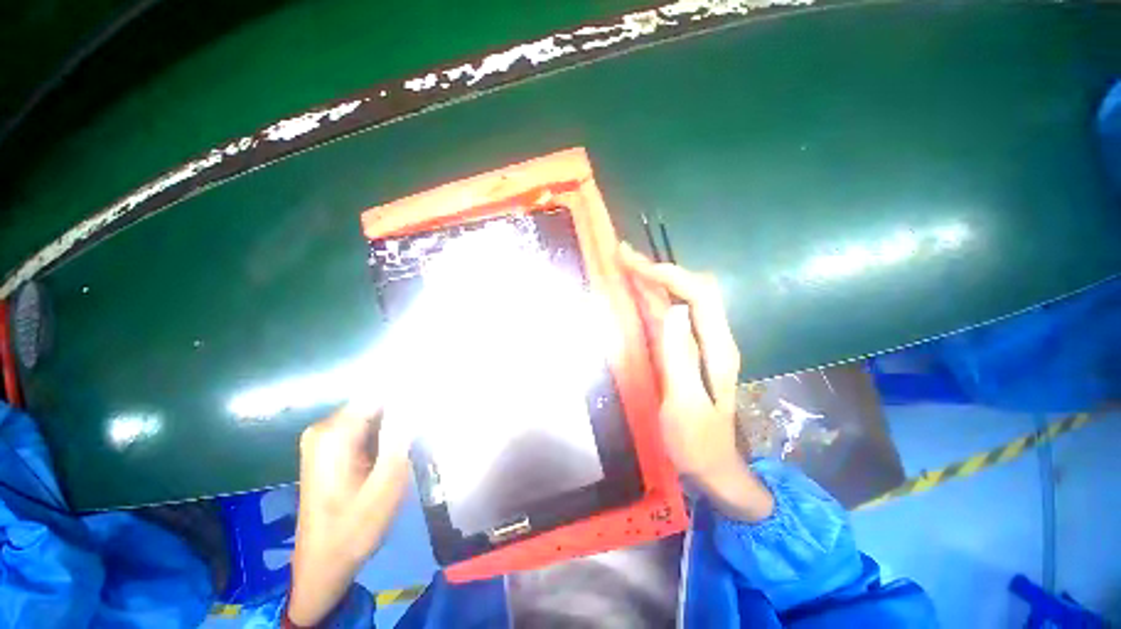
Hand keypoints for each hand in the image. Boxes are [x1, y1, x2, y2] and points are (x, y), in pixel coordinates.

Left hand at [288, 400, 411, 625]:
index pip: (380, 392)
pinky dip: (385, 432)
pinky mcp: (328, 450)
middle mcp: (324, 428)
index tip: (436, 396)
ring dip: (397, 421)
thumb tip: (419, 399)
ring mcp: (324, 439)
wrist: (323, 565)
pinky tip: (399, 447)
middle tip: (428, 425)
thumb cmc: (355, 528)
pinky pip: (364, 428)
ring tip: (418, 436)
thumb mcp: (387, 482)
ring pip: (372, 414)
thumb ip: (402, 435)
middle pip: (375, 402)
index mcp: (335, 433)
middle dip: (405, 408)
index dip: (410, 391)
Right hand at [618, 242, 773, 522]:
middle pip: (691, 289)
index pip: (698, 295)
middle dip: (658, 269)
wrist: (713, 468)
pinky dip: (653, 299)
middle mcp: (713, 338)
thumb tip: (674, 310)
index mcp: (717, 348)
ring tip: (626, 266)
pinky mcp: (688, 351)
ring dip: (654, 280)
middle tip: (624, 257)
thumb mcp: (685, 404)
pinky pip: (672, 315)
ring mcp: (701, 343)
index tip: (634, 265)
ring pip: (680, 298)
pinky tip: (636, 295)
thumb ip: (680, 358)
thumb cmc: (696, 442)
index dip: (668, 275)